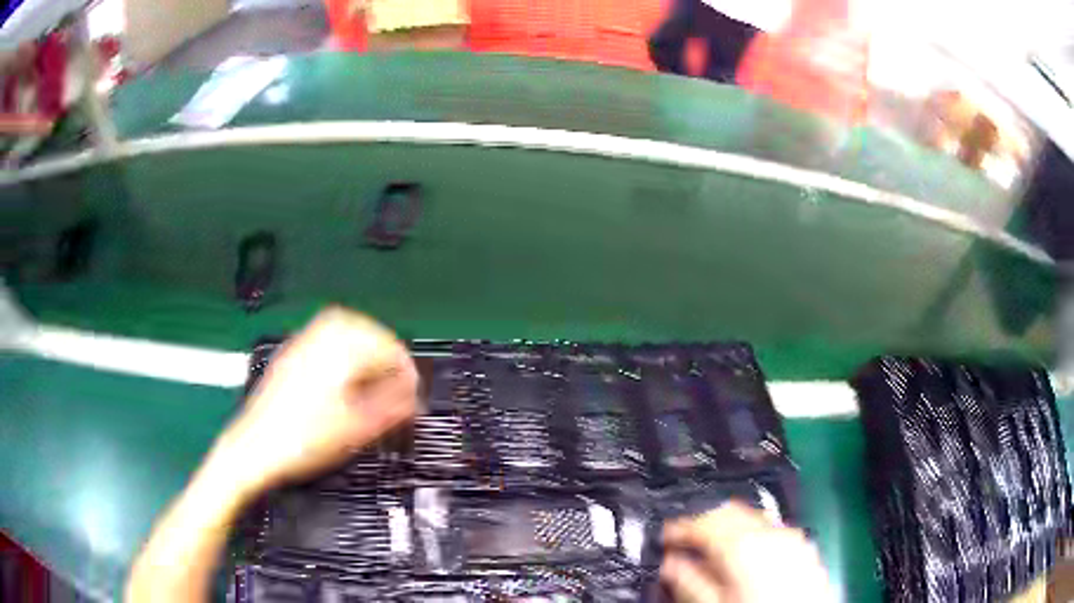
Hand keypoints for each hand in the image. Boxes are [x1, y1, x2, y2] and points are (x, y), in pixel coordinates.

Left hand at [214, 307, 418, 495]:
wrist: (253, 449)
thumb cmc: (302, 442)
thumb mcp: (353, 430)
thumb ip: (388, 410)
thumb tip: (411, 399)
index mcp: (338, 354)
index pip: (385, 347)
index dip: (404, 370)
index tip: (411, 392)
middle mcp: (318, 340)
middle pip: (363, 326)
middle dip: (384, 348)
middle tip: (395, 376)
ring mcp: (300, 346)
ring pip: (340, 326)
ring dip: (363, 343)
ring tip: (373, 371)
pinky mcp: (289, 356)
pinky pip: (322, 336)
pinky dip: (341, 347)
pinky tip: (343, 371)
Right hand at [661, 501, 832, 602]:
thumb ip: (690, 582)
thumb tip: (670, 563)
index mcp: (743, 544)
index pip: (703, 519)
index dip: (678, 525)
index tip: (663, 534)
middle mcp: (770, 531)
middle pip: (730, 509)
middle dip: (704, 517)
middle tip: (683, 535)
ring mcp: (792, 537)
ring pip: (752, 516)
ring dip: (728, 523)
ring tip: (711, 543)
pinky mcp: (804, 547)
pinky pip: (771, 528)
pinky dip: (751, 532)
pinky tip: (745, 552)